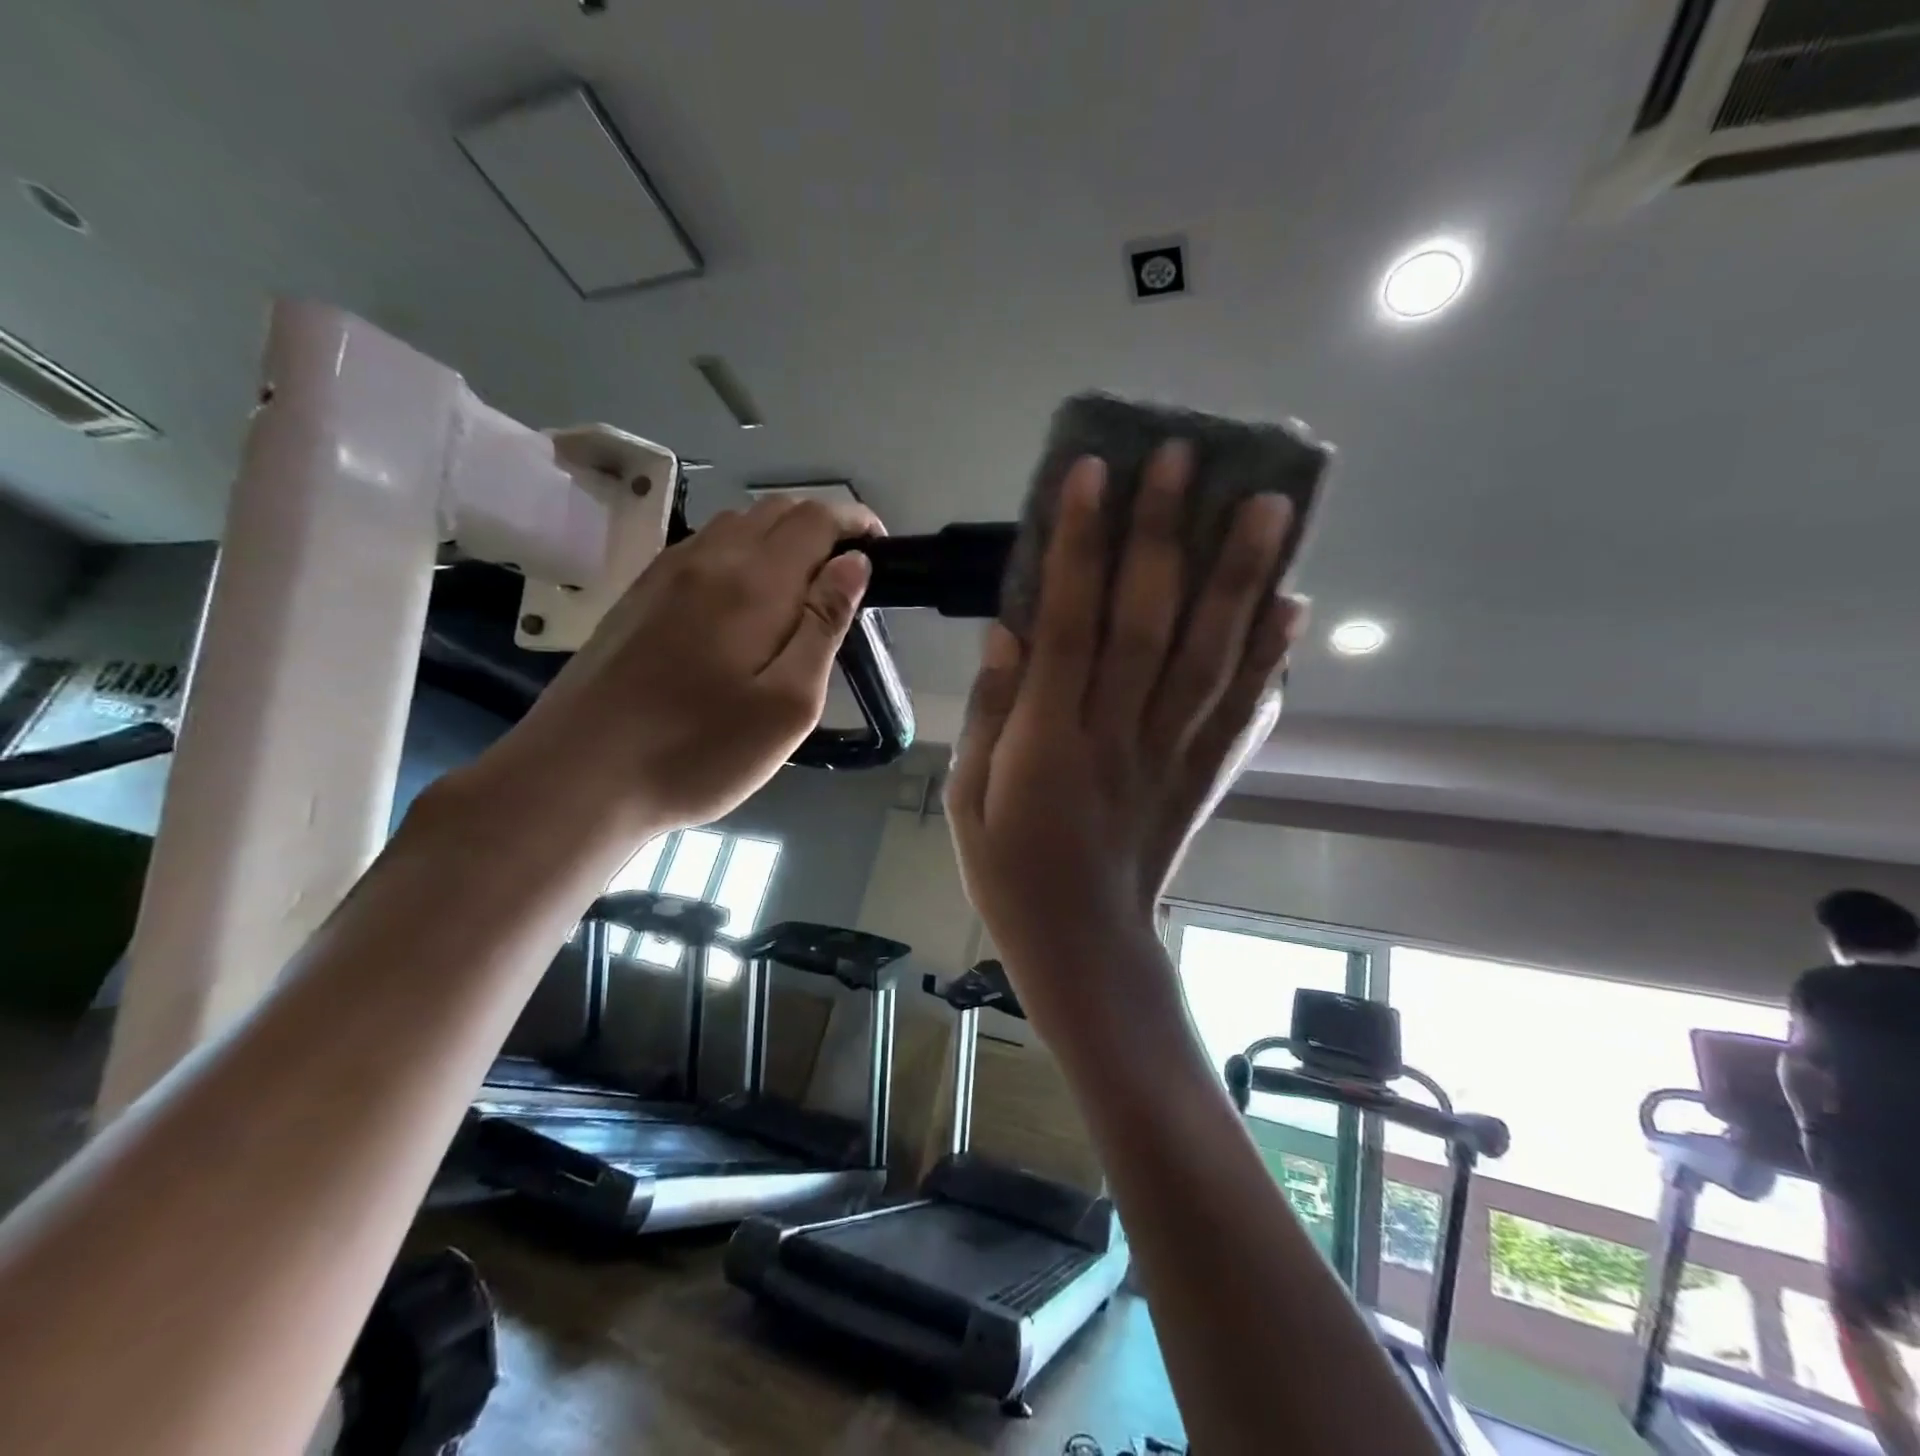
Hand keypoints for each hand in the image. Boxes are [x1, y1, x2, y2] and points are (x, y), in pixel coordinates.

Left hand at [486, 496, 878, 843]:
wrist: (581, 774)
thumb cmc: (700, 750)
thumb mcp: (789, 704)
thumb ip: (824, 625)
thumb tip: (853, 564)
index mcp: (754, 582)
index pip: (816, 519)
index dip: (855, 522)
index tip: (881, 549)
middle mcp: (708, 559)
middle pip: (776, 511)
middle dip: (822, 527)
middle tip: (847, 576)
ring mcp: (665, 573)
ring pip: (737, 525)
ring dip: (781, 539)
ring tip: (802, 588)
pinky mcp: (639, 595)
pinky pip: (703, 549)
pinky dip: (741, 553)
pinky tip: (743, 600)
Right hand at [946, 444, 1302, 994]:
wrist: (1083, 946)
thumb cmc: (1011, 872)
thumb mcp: (967, 799)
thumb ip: (988, 712)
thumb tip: (1008, 630)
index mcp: (1049, 745)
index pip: (1069, 626)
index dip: (1080, 545)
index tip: (1094, 472)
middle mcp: (1118, 739)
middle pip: (1150, 626)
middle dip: (1167, 536)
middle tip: (1187, 456)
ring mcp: (1171, 758)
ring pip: (1210, 659)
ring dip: (1239, 579)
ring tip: (1268, 506)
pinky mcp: (1203, 778)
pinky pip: (1242, 713)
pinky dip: (1271, 658)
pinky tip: (1291, 604)